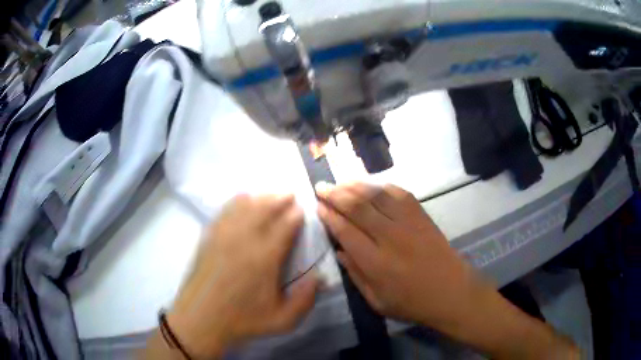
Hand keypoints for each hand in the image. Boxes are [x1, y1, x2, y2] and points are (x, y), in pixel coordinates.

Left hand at [167, 194, 317, 357]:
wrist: (201, 318)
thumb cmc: (243, 320)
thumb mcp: (283, 320)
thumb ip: (306, 299)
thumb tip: (320, 277)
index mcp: (265, 258)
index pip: (285, 226)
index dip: (296, 215)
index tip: (302, 210)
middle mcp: (245, 239)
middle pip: (265, 208)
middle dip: (280, 198)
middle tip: (290, 195)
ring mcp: (224, 235)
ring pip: (245, 205)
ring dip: (261, 196)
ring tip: (271, 195)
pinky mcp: (209, 236)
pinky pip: (225, 210)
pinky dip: (238, 201)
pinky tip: (243, 199)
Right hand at [316, 182, 480, 327]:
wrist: (452, 292)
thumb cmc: (412, 302)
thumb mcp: (377, 301)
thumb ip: (356, 275)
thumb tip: (339, 251)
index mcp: (375, 263)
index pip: (345, 231)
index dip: (329, 216)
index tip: (317, 206)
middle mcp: (390, 237)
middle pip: (357, 207)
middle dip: (335, 194)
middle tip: (321, 187)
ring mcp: (408, 223)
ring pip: (377, 195)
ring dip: (355, 186)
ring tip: (340, 182)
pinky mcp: (422, 216)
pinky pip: (399, 193)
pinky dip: (382, 186)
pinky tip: (371, 185)